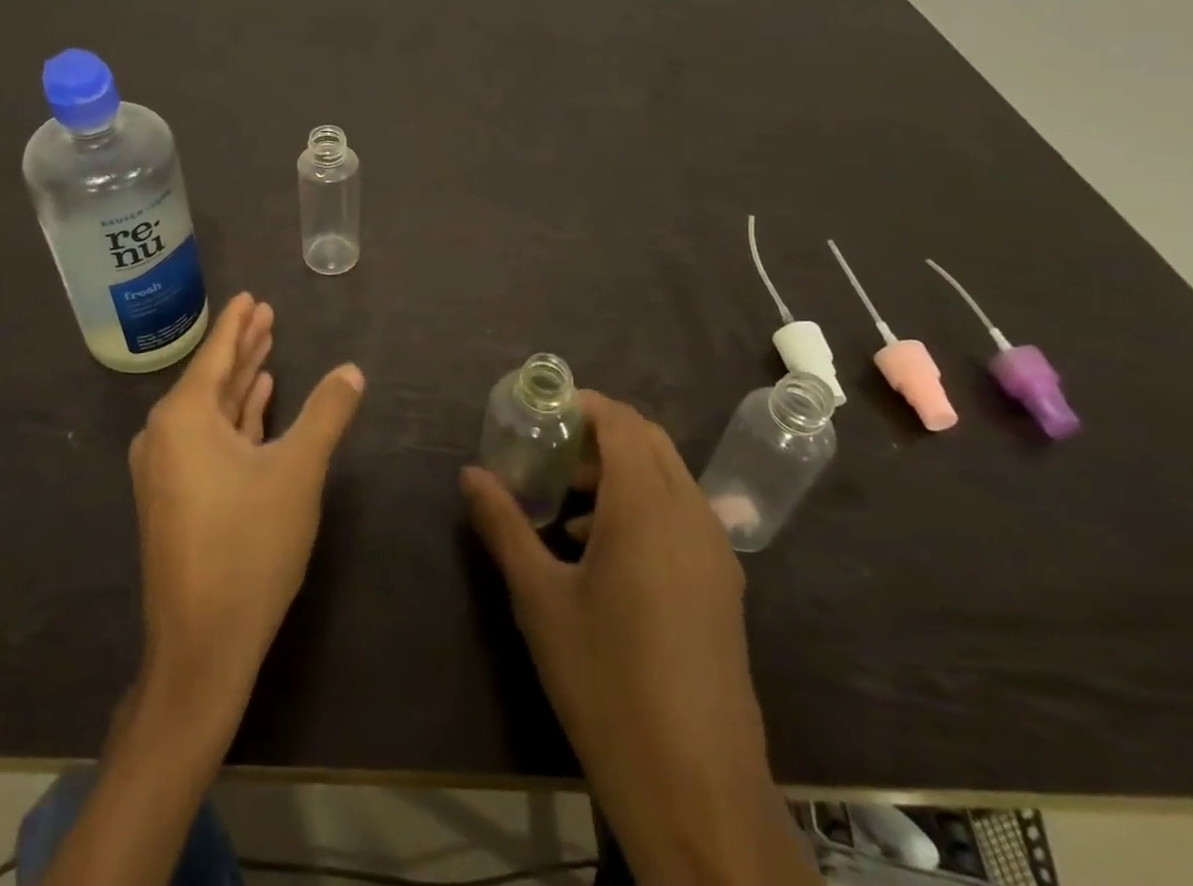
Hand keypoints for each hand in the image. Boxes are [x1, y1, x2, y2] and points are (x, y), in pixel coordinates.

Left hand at [128, 293, 364, 729]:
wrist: (203, 646)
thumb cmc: (249, 546)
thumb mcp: (299, 471)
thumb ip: (326, 413)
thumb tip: (352, 370)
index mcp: (184, 418)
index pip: (217, 354)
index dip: (238, 324)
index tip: (250, 296)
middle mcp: (165, 435)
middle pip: (213, 377)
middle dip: (243, 347)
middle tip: (267, 314)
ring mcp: (168, 469)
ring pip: (213, 410)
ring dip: (242, 381)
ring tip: (267, 349)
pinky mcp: (178, 497)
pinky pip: (209, 439)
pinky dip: (236, 418)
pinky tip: (258, 402)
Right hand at [462, 391, 812, 882]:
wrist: (696, 788)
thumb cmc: (606, 681)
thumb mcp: (539, 599)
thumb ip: (504, 525)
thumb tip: (470, 475)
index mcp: (646, 506)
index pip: (620, 421)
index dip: (583, 404)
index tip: (541, 412)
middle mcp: (689, 513)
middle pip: (648, 440)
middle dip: (599, 434)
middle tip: (549, 453)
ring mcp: (714, 551)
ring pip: (668, 477)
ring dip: (620, 471)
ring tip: (564, 505)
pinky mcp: (723, 585)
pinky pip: (681, 514)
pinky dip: (643, 505)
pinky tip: (600, 553)